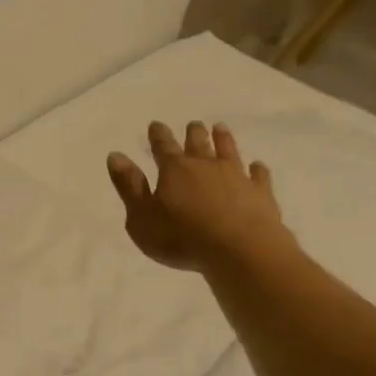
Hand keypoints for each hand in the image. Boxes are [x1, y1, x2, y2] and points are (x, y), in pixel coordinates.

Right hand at [106, 121, 292, 273]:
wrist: (239, 251)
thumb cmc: (181, 238)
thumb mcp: (141, 217)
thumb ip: (129, 186)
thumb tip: (115, 155)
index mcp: (174, 170)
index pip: (163, 147)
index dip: (158, 135)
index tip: (156, 125)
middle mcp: (205, 166)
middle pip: (198, 144)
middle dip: (193, 133)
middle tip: (193, 124)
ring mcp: (236, 177)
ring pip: (229, 151)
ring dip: (223, 139)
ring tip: (220, 128)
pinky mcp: (260, 193)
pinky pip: (259, 176)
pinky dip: (257, 170)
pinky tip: (257, 166)